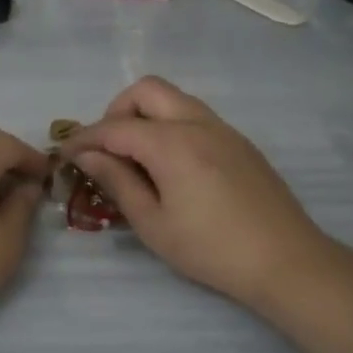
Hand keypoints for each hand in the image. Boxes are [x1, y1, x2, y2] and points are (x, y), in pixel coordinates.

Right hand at [60, 77, 338, 310]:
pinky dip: (171, 126)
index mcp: (172, 143)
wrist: (287, 261)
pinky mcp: (239, 142)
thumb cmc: (211, 249)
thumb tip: (86, 155)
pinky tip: (171, 167)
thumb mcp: (153, 223)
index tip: (64, 155)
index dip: (84, 138)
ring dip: (146, 116)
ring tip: (137, 158)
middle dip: (117, 111)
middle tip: (108, 149)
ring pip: (174, 99)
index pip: (114, 127)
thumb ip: (117, 182)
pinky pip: (195, 116)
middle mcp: (197, 123)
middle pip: (146, 90)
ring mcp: (223, 129)